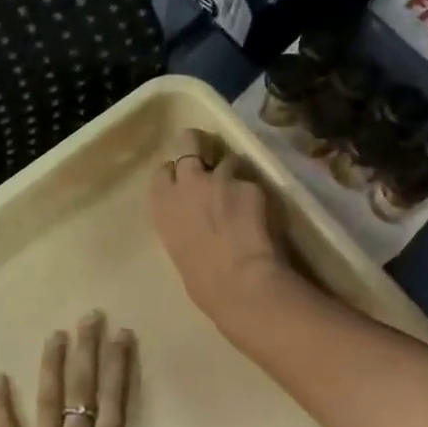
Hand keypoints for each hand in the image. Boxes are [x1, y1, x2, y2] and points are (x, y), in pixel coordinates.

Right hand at [150, 128, 291, 334]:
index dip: (176, 173)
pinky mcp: (250, 185)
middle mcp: (188, 184)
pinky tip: (264, 212)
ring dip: (234, 172)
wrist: (240, 283)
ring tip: (244, 193)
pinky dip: (257, 193)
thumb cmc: (203, 283)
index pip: (163, 172)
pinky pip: (253, 182)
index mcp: (164, 206)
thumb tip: (197, 226)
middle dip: (198, 145)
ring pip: (227, 159)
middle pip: (189, 143)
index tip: (184, 181)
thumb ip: (184, 226)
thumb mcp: (180, 251)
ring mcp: (220, 180)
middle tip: (210, 158)